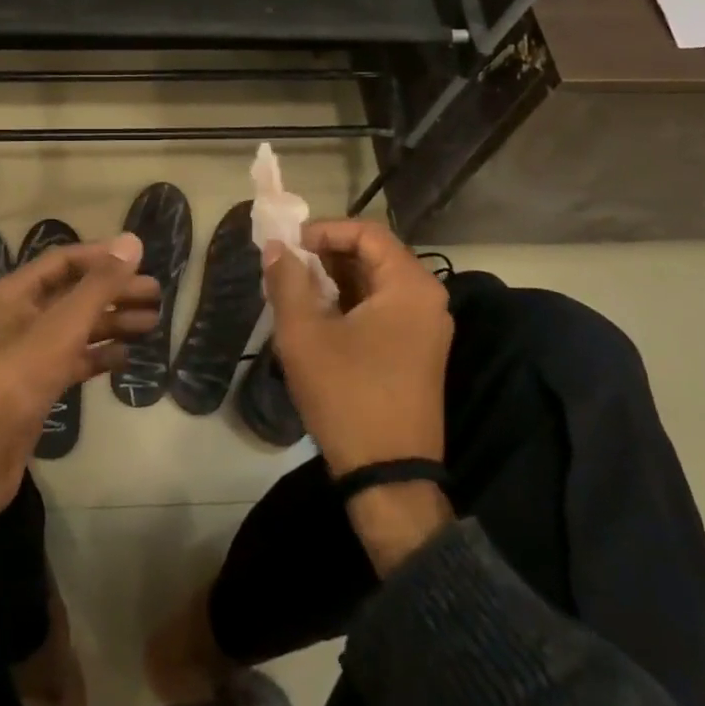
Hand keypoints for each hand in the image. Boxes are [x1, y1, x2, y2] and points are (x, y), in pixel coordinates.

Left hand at [0, 234, 158, 557]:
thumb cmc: (19, 377)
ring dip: (112, 322)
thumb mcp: (63, 325)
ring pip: (76, 328)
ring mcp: (28, 353)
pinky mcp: (36, 387)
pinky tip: (126, 358)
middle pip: (74, 294)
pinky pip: (73, 360)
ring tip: (152, 322)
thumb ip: (100, 284)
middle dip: (114, 291)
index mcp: (16, 292)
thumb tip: (133, 241)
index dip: (102, 257)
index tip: (141, 260)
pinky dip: (98, 356)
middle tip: (156, 294)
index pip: (64, 261)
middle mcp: (20, 316)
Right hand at [263, 219, 453, 478]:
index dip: (324, 230)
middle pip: (374, 255)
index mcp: (410, 287)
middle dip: (326, 255)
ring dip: (336, 280)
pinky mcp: (418, 352)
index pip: (367, 232)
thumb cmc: (347, 394)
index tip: (288, 246)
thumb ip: (287, 280)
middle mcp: (428, 300)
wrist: (388, 475)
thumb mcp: (304, 334)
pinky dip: (350, 303)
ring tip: (295, 291)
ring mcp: (427, 328)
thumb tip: (276, 247)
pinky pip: (383, 309)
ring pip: (376, 283)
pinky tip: (318, 317)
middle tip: (287, 267)